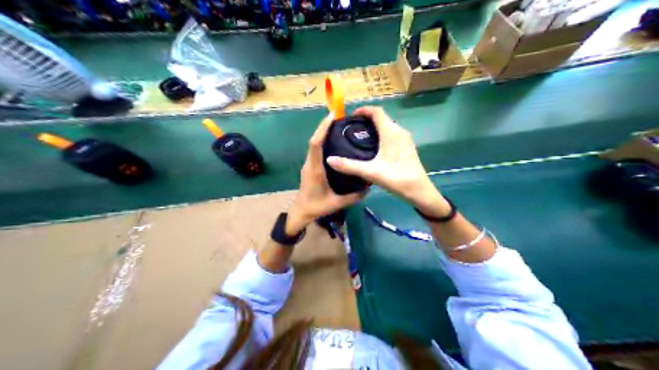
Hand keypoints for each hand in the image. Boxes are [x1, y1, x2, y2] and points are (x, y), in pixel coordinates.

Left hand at [287, 113, 364, 233]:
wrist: (301, 212)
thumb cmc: (316, 207)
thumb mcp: (337, 203)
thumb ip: (354, 196)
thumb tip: (369, 186)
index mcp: (315, 169)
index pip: (316, 144)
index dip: (322, 129)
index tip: (332, 116)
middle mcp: (310, 163)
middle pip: (315, 140)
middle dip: (325, 126)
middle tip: (340, 118)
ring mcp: (309, 164)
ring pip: (314, 144)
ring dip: (324, 132)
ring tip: (339, 126)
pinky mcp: (310, 166)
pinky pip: (316, 149)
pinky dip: (323, 141)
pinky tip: (334, 141)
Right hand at [324, 105, 447, 216]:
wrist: (419, 191)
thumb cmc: (396, 178)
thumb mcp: (370, 172)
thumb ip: (349, 165)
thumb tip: (329, 160)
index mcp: (391, 132)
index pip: (376, 111)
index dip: (363, 110)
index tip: (351, 116)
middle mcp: (399, 131)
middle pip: (382, 118)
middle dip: (367, 119)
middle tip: (353, 128)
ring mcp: (405, 139)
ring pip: (388, 127)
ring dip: (375, 127)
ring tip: (361, 137)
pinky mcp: (408, 147)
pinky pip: (393, 134)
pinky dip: (382, 135)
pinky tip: (375, 148)